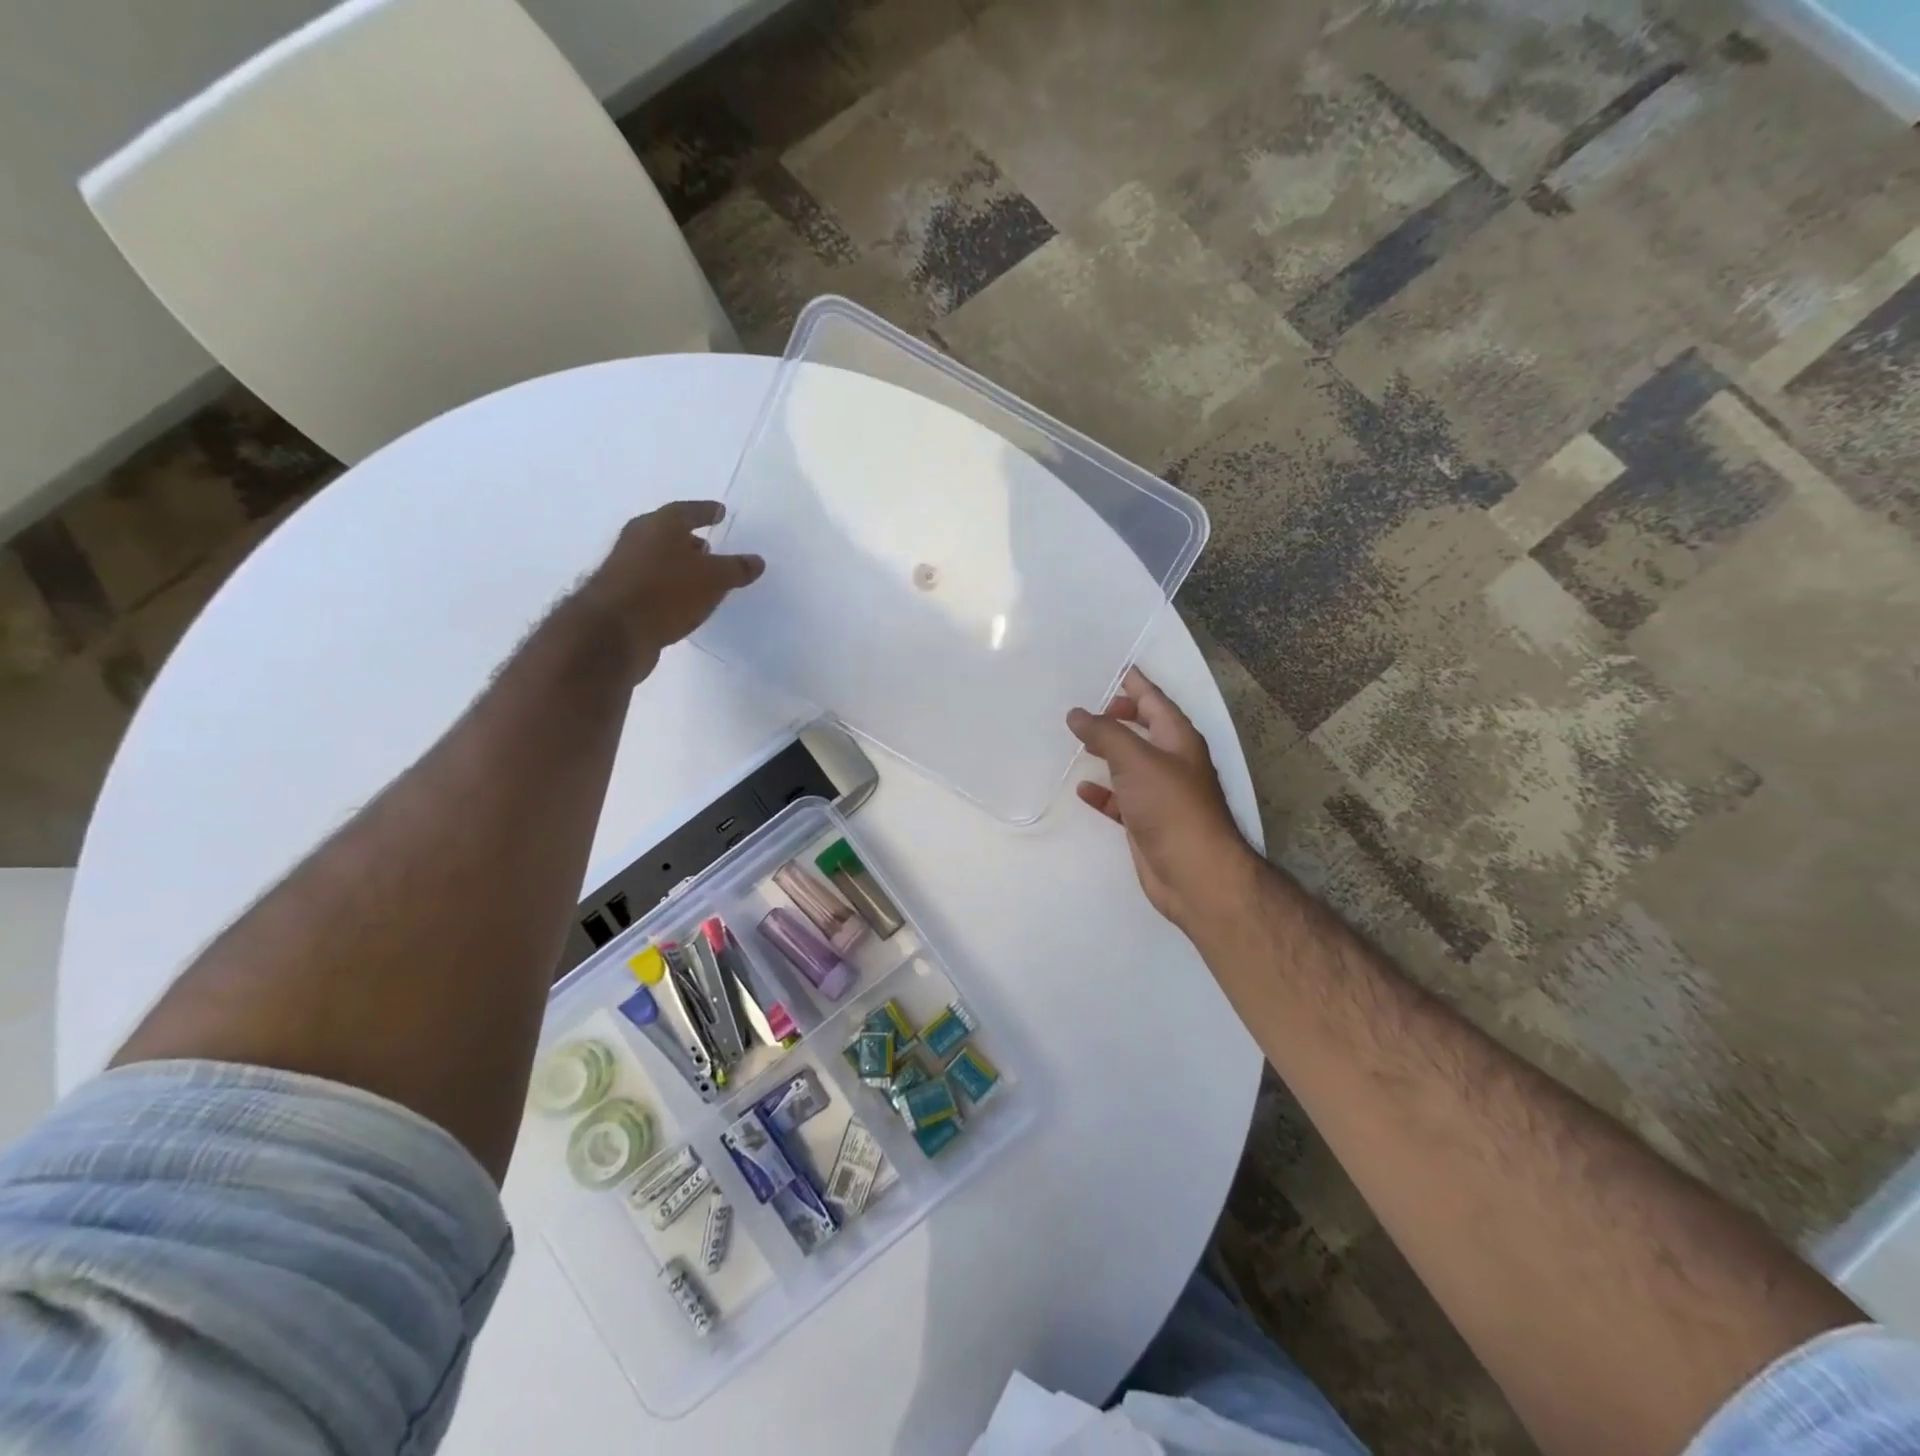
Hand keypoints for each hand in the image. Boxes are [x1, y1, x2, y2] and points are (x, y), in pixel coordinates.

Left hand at [579, 501, 763, 680]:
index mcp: (659, 524)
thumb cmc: (667, 592)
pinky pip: (653, 584)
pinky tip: (681, 601)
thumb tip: (756, 561)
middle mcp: (638, 539)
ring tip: (700, 577)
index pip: (688, 511)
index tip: (720, 512)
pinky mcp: (620, 596)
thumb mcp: (713, 579)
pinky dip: (669, 588)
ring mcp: (625, 568)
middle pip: (668, 534)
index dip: (706, 511)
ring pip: (658, 560)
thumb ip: (736, 569)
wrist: (614, 632)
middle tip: (710, 547)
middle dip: (689, 540)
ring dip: (678, 566)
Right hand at [1067, 668, 1259, 932]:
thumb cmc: (1171, 807)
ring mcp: (1160, 793)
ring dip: (1107, 751)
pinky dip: (1103, 791)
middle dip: (1118, 715)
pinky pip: (1121, 798)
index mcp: (1178, 739)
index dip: (1135, 683)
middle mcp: (1172, 761)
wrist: (1194, 873)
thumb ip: (1105, 733)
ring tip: (1078, 739)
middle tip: (1088, 704)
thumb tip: (1077, 713)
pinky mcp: (1147, 821)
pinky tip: (1083, 787)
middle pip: (1143, 729)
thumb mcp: (1136, 760)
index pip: (1154, 700)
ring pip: (1130, 763)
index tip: (1115, 667)